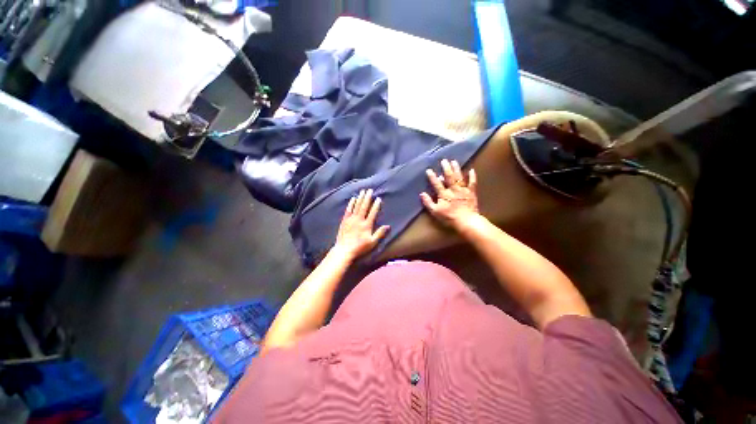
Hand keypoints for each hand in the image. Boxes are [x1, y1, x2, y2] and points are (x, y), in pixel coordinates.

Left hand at [333, 189, 389, 260]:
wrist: (344, 250)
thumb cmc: (359, 247)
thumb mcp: (372, 242)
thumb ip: (380, 233)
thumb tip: (388, 226)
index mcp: (367, 225)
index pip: (372, 212)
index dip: (376, 205)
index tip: (378, 198)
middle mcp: (359, 220)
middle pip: (364, 206)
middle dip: (367, 197)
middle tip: (370, 190)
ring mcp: (351, 219)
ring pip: (356, 206)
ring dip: (360, 198)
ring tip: (362, 191)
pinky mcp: (344, 220)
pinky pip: (348, 210)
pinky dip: (351, 203)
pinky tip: (353, 198)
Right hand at [420, 159, 478, 227]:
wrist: (466, 221)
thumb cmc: (449, 217)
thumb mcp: (435, 212)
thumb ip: (428, 202)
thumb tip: (422, 193)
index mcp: (444, 194)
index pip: (436, 183)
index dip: (432, 177)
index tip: (429, 170)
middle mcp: (453, 189)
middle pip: (449, 177)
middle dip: (446, 168)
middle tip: (444, 161)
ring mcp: (463, 190)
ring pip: (459, 177)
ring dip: (456, 169)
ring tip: (454, 161)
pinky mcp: (471, 193)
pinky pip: (472, 183)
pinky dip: (472, 176)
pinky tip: (472, 170)